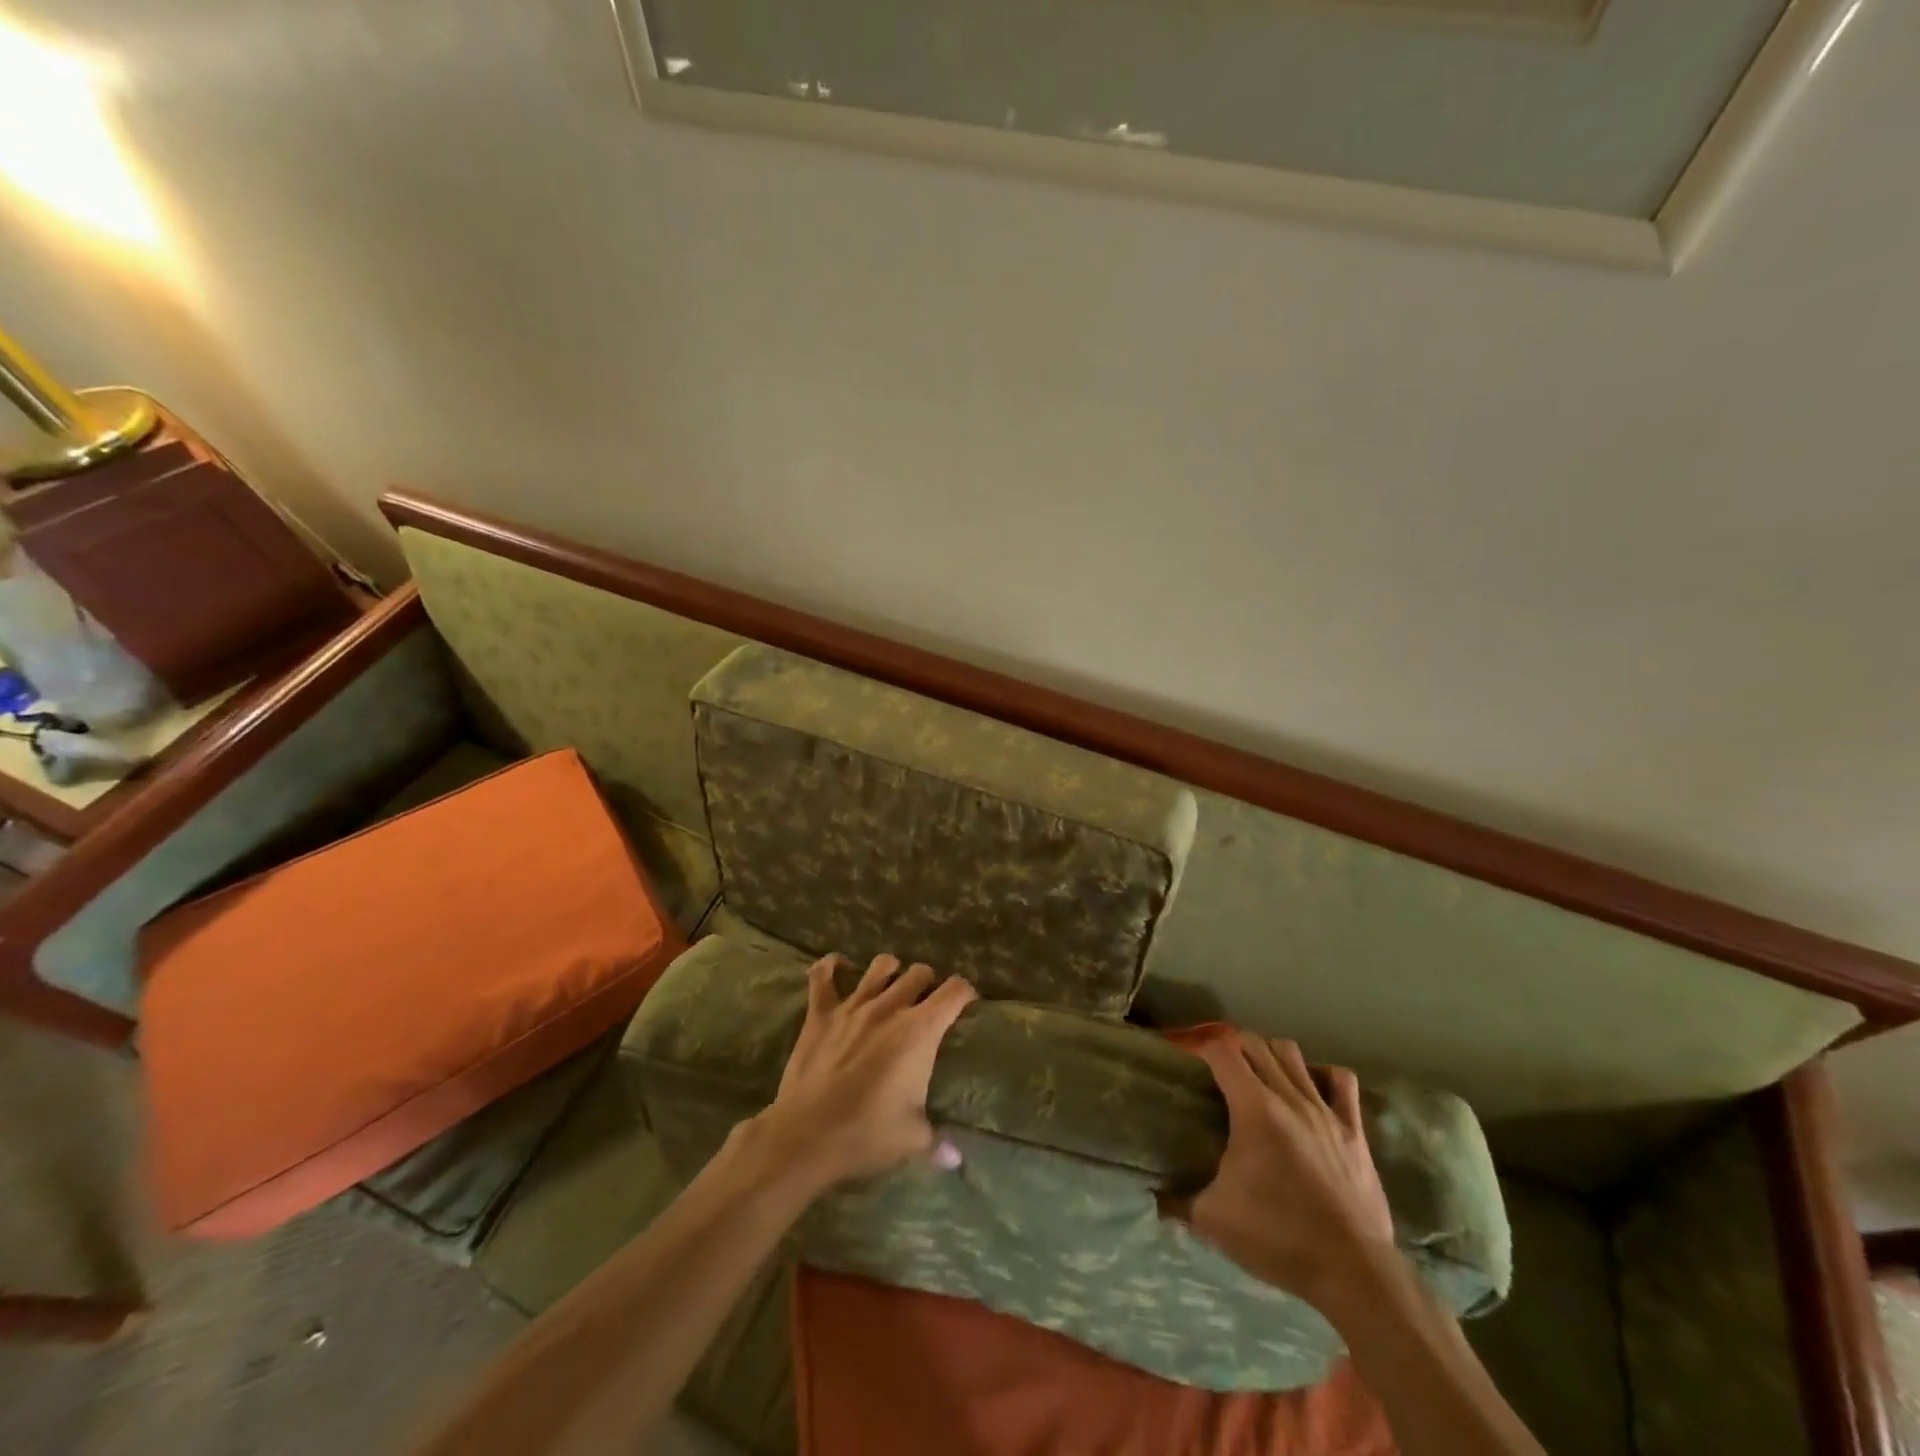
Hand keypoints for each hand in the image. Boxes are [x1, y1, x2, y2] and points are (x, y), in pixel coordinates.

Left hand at [754, 952, 976, 1190]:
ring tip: (891, 986)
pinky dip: (830, 967)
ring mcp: (853, 1005)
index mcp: (920, 1030)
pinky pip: (822, 977)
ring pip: (880, 966)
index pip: (955, 991)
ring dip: (891, 972)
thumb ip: (937, 1142)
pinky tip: (836, 967)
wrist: (807, 1135)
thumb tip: (956, 1160)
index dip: (965, 993)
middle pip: (919, 973)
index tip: (966, 1004)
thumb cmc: (867, 1134)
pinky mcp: (821, 1013)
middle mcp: (891, 1007)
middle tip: (926, 1005)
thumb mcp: (912, 1139)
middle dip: (928, 984)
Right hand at [1185, 1031, 1394, 1310]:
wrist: (1353, 1273)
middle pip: (1255, 1044)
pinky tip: (1310, 1086)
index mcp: (1254, 1109)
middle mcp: (1289, 1097)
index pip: (1222, 1051)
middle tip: (1216, 1066)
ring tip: (1258, 1072)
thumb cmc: (1279, 1238)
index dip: (1200, 1046)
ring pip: (1293, 1054)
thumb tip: (1153, 1195)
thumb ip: (1178, 1200)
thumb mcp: (1213, 1220)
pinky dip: (1322, 1074)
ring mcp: (1325, 1111)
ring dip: (1270, 1054)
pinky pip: (1342, 1082)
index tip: (1186, 1056)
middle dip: (1232, 1046)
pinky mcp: (1354, 1130)